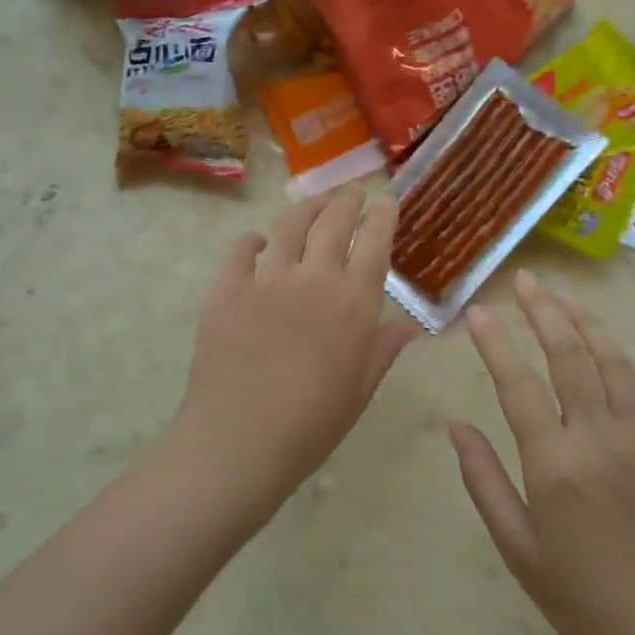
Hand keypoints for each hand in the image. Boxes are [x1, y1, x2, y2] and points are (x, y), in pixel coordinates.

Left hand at [171, 187, 417, 518]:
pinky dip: (252, 241)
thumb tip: (409, 325)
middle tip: (351, 193)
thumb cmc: (311, 426)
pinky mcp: (226, 289)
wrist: (239, 441)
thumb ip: (383, 349)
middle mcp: (313, 278)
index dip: (382, 218)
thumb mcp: (359, 391)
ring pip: (288, 227)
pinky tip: (257, 242)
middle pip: (333, 223)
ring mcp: (266, 279)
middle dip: (345, 202)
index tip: (386, 202)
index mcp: (354, 303)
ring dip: (305, 209)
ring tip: (312, 203)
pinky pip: (241, 251)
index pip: (374, 244)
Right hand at [451, 271, 634, 634]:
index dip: (496, 343)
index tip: (479, 311)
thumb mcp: (517, 547)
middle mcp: (601, 438)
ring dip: (588, 325)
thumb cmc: (581, 598)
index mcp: (554, 463)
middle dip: (543, 313)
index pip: (517, 384)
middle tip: (526, 281)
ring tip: (565, 298)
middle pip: (569, 358)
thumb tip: (456, 426)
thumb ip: (484, 481)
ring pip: (616, 365)